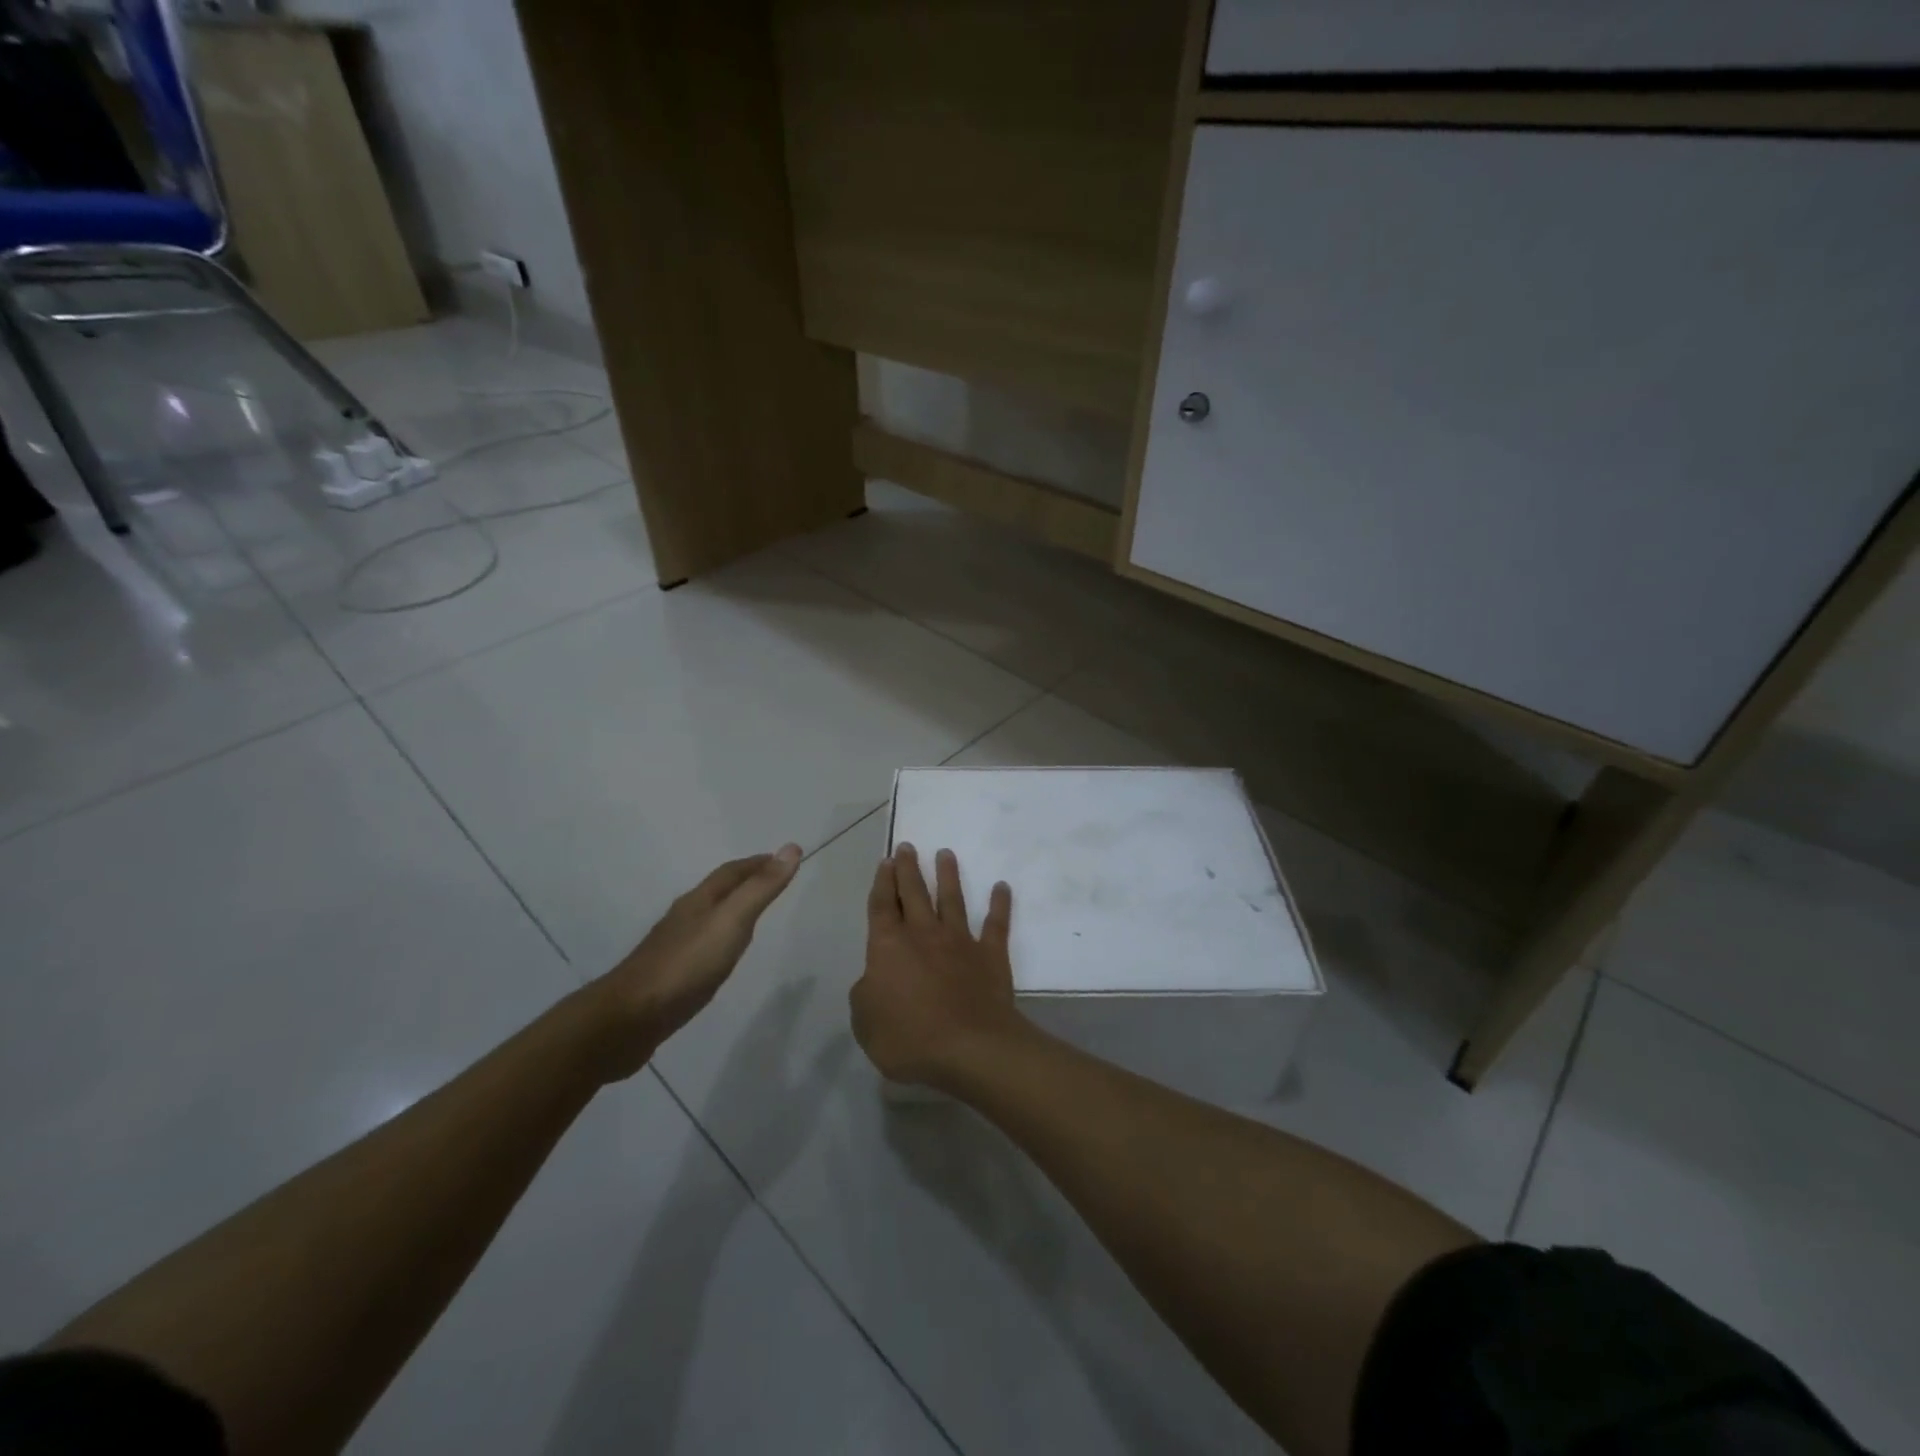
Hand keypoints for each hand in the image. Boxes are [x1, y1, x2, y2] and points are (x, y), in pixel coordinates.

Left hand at [579, 845, 801, 1080]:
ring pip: (708, 918)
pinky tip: (721, 957)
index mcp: (699, 901)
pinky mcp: (669, 975)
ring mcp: (673, 947)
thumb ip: (761, 888)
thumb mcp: (732, 921)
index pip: (731, 872)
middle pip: (718, 892)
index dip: (757, 863)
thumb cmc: (686, 964)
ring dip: (731, 911)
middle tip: (771, 883)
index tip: (781, 859)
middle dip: (744, 883)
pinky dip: (719, 940)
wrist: (630, 1018)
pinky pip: (701, 947)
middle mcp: (684, 917)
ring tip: (752, 917)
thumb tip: (791, 848)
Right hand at [850, 844, 1025, 1088]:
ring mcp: (960, 941)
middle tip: (908, 847)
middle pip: (914, 894)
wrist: (970, 1047)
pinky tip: (1002, 887)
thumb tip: (874, 978)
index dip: (882, 883)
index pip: (882, 906)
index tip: (886, 861)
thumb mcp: (865, 1022)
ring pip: (952, 900)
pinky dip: (1000, 904)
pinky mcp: (990, 955)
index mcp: (889, 947)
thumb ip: (865, 993)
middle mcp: (924, 934)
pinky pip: (996, 924)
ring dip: (948, 875)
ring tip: (946, 853)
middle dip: (909, 869)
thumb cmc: (909, 1038)